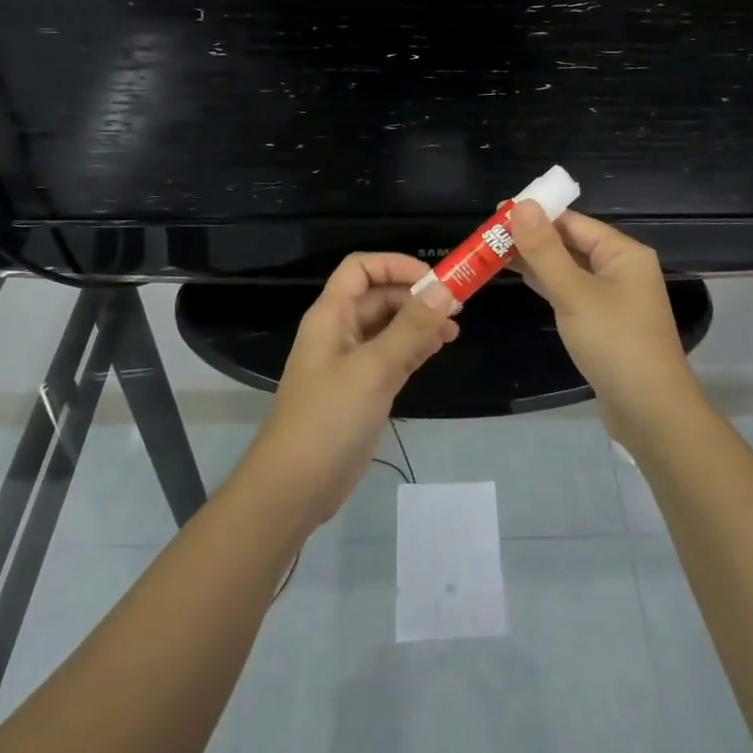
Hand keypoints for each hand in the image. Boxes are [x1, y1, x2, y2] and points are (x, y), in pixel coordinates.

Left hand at [241, 253, 458, 529]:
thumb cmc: (329, 419)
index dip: (396, 265)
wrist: (296, 487)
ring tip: (454, 331)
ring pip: (388, 326)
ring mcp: (350, 361)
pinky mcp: (362, 389)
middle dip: (416, 296)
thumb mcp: (374, 369)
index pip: (361, 268)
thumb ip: (411, 328)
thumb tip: (445, 289)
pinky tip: (438, 349)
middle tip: (456, 308)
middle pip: (378, 296)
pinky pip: (392, 354)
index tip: (434, 281)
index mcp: (331, 315)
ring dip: (419, 322)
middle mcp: (339, 331)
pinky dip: (415, 347)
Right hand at [508, 202, 703, 438]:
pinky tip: (521, 278)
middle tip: (488, 235)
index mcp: (623, 253)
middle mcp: (621, 268)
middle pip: (571, 242)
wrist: (650, 411)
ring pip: (569, 268)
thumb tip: (522, 205)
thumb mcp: (574, 293)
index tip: (497, 213)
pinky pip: (571, 291)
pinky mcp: (604, 322)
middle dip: (532, 237)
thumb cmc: (615, 343)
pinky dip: (547, 283)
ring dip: (536, 260)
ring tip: (494, 252)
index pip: (573, 221)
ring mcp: (613, 297)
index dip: (536, 214)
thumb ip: (545, 250)